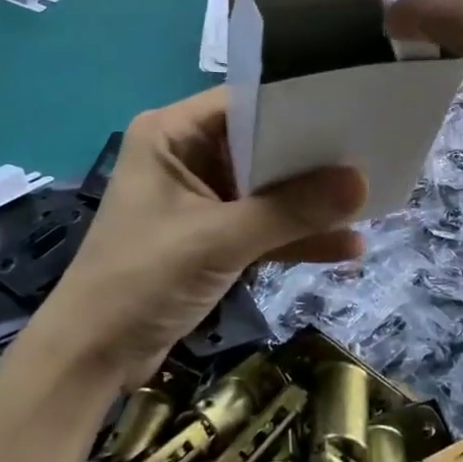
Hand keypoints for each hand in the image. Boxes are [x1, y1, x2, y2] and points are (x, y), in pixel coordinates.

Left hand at [39, 89, 366, 389]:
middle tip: (371, 155)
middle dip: (312, 159)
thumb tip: (362, 184)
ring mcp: (200, 198)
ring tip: (370, 204)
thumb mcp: (219, 239)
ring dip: (310, 203)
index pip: (244, 103)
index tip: (351, 111)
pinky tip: (346, 247)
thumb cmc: (142, 278)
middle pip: (261, 145)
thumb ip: (291, 211)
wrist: (91, 359)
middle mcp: (186, 155)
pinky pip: (261, 225)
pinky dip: (295, 236)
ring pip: (266, 189)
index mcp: (172, 134)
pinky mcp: (211, 236)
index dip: (296, 106)